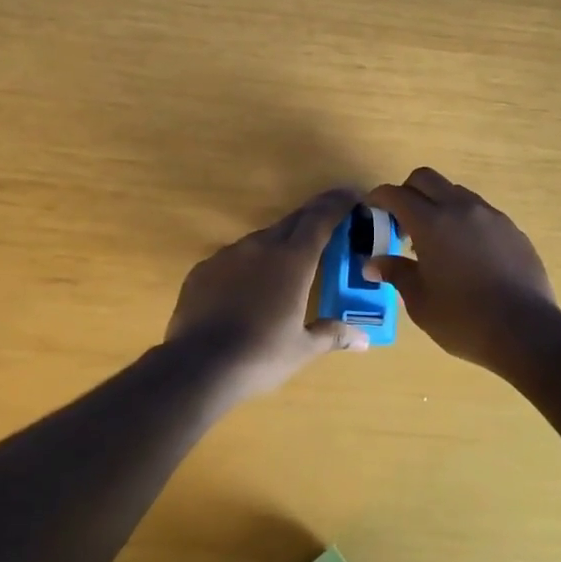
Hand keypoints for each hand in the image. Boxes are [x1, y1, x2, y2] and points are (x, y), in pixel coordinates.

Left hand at [165, 187, 370, 400]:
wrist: (197, 366)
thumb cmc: (260, 355)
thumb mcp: (303, 349)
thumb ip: (332, 335)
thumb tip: (363, 339)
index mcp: (293, 260)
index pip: (321, 218)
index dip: (338, 203)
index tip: (353, 195)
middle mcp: (261, 246)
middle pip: (293, 221)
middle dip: (314, 218)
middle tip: (330, 223)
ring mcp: (228, 254)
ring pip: (262, 239)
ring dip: (281, 243)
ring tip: (288, 264)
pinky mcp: (203, 269)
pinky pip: (234, 258)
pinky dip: (249, 264)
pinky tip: (247, 288)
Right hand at [366, 168, 560, 371]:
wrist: (526, 331)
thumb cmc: (464, 320)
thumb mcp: (420, 302)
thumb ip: (396, 273)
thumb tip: (373, 262)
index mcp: (431, 223)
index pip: (396, 194)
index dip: (379, 198)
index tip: (371, 210)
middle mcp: (461, 209)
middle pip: (426, 178)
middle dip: (408, 191)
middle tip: (402, 221)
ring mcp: (491, 216)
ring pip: (456, 192)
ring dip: (438, 204)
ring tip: (435, 240)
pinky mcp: (512, 229)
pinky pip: (480, 212)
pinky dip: (464, 220)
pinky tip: (466, 253)